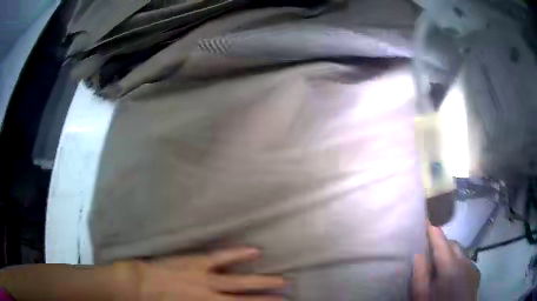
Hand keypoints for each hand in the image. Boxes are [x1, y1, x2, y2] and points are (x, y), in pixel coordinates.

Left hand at [113, 247, 286, 300]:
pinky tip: (255, 251)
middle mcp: (212, 297)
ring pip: (241, 281)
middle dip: (268, 300)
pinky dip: (239, 254)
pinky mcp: (197, 262)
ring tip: (283, 281)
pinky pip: (222, 257)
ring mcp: (207, 278)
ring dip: (263, 283)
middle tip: (288, 296)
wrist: (138, 284)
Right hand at [412, 225, 479, 300]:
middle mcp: (465, 261)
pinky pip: (466, 261)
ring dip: (450, 253)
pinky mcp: (476, 274)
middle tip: (428, 250)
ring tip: (440, 265)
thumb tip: (417, 253)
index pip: (440, 239)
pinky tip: (452, 275)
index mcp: (450, 265)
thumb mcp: (422, 296)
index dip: (431, 229)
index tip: (423, 220)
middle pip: (452, 244)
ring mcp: (473, 267)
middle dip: (441, 243)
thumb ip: (420, 275)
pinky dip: (458, 262)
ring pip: (460, 252)